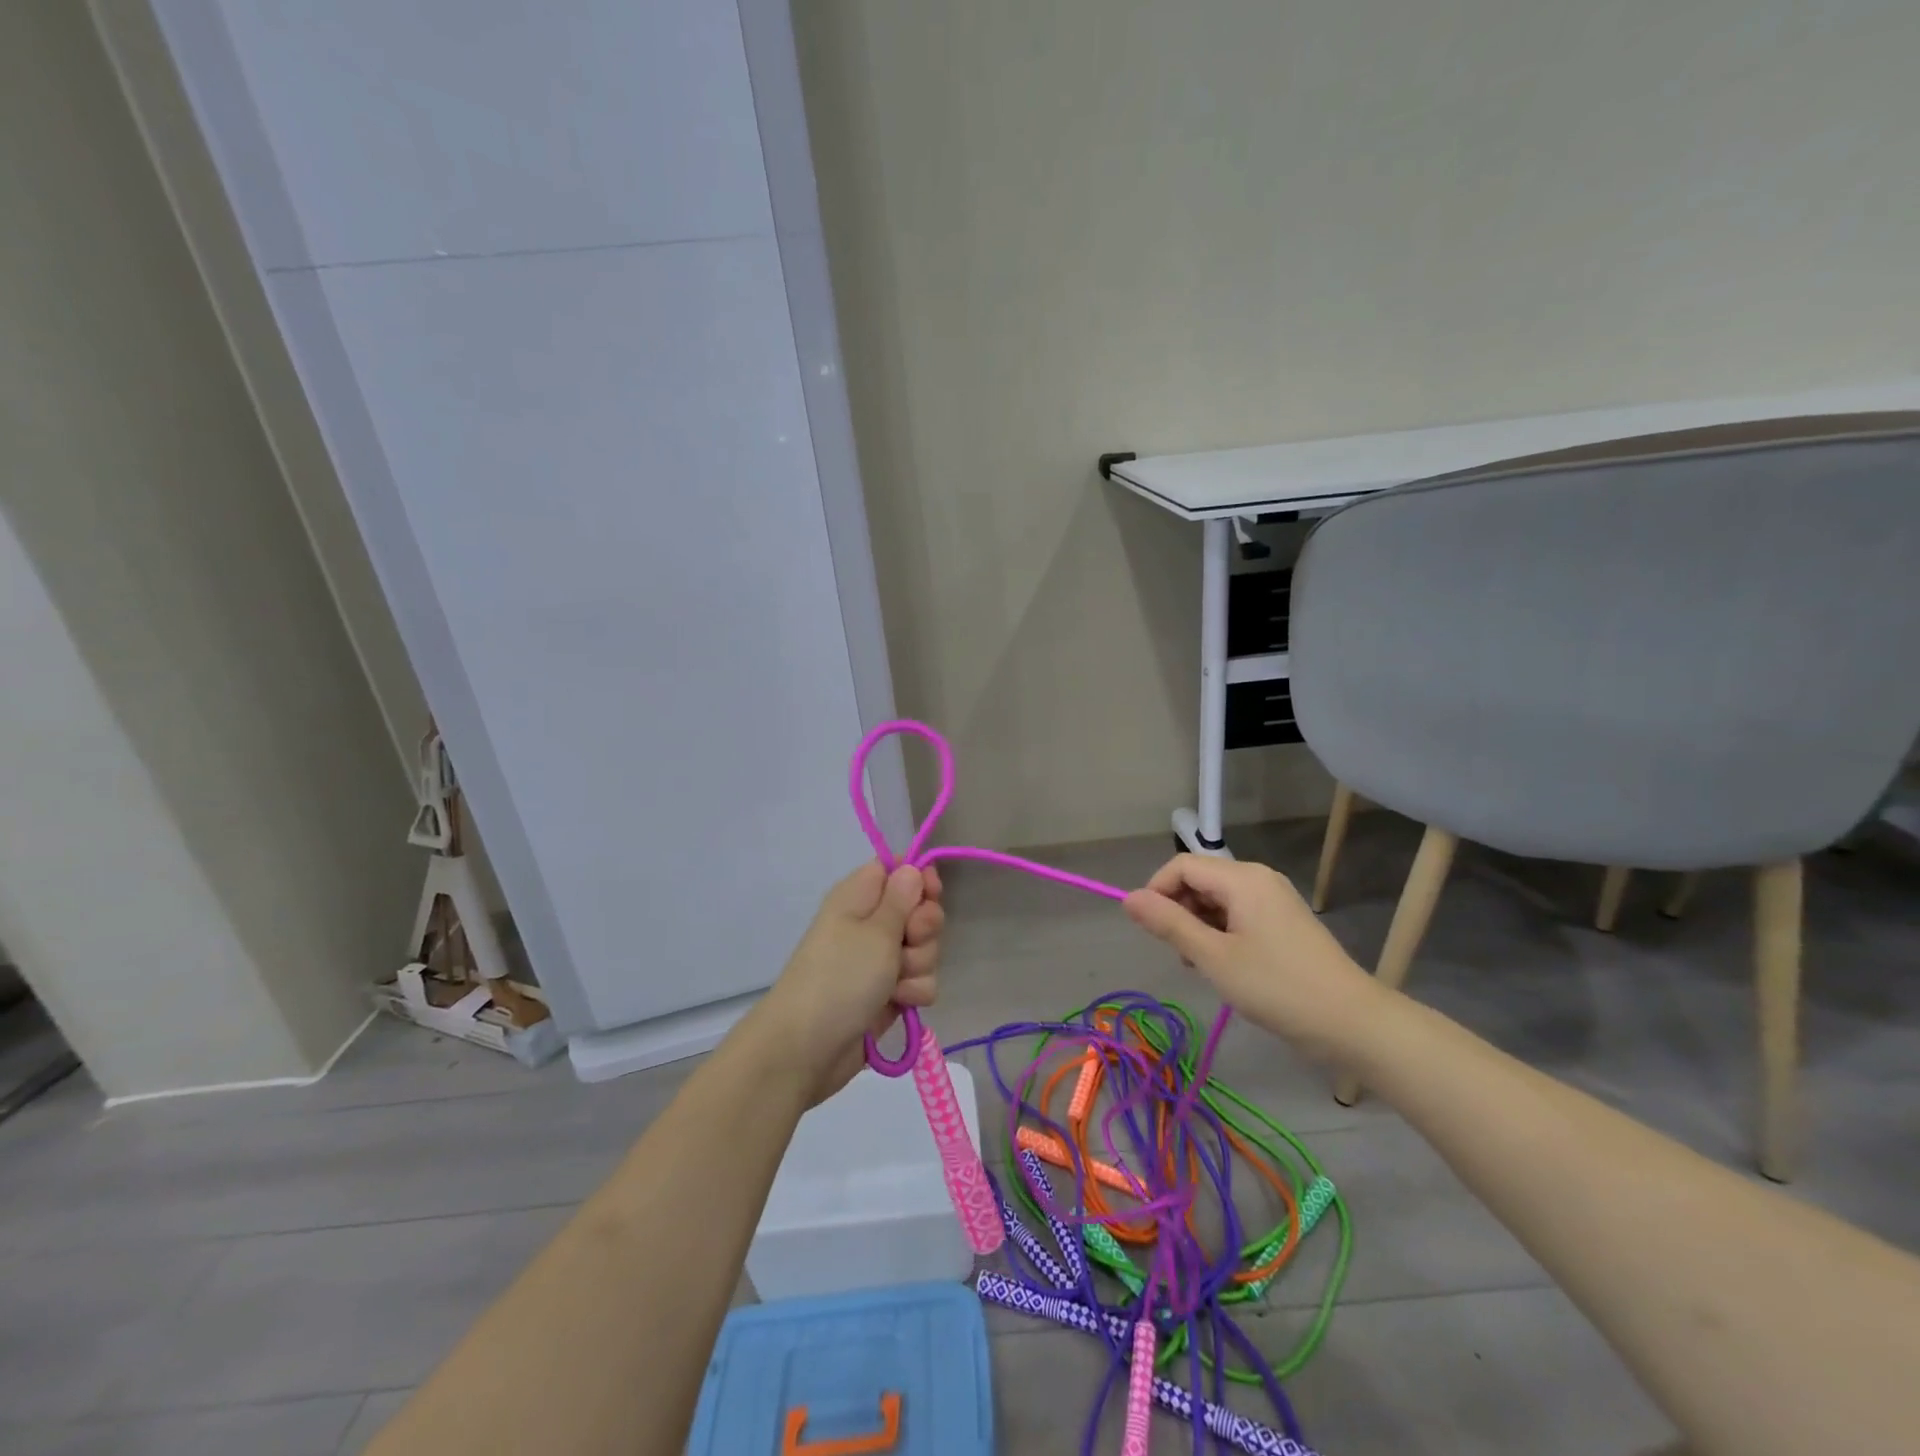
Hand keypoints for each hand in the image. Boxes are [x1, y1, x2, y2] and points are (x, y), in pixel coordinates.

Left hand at [748, 861, 944, 1105]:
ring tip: (895, 982)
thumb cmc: (840, 976)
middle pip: (919, 910)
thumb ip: (902, 897)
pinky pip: (919, 981)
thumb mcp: (876, 930)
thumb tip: (912, 868)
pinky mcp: (888, 993)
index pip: (898, 869)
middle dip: (924, 928)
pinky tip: (898, 1002)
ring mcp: (880, 960)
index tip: (932, 893)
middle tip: (908, 942)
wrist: (808, 1048)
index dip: (920, 878)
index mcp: (860, 896)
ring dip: (919, 965)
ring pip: (924, 949)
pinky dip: (913, 991)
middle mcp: (870, 923)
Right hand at [1123, 854, 1381, 1059]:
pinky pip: (1238, 914)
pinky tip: (1225, 967)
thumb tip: (1128, 898)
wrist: (1353, 1023)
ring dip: (1198, 926)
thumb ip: (1169, 924)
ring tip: (1203, 967)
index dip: (1157, 891)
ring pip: (1217, 899)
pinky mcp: (1284, 921)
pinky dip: (1221, 933)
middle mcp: (1258, 879)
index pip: (1182, 866)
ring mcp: (1274, 900)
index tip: (1151, 931)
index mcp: (1242, 878)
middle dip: (1179, 911)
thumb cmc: (1278, 987)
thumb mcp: (1214, 957)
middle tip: (1181, 955)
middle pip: (1199, 880)